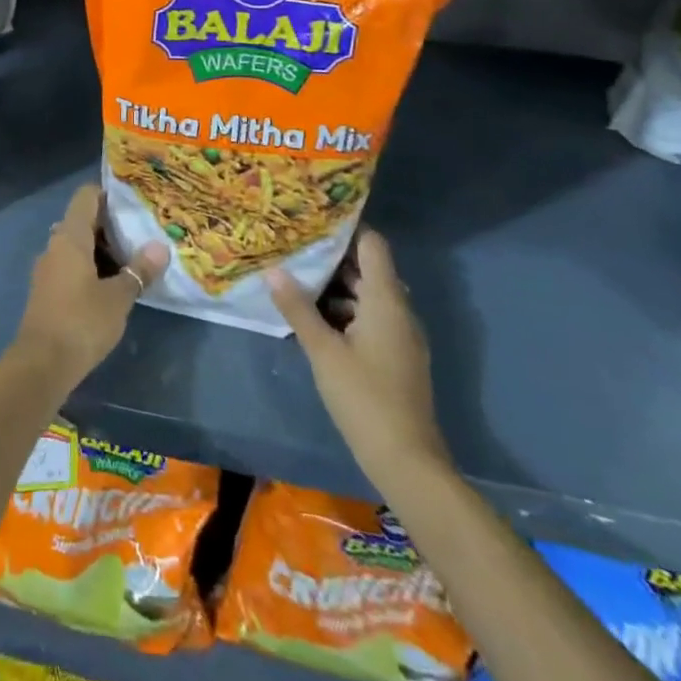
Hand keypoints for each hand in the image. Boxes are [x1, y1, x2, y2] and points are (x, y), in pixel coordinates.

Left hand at [14, 183, 168, 393]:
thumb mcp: (118, 297)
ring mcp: (48, 269)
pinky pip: (71, 266)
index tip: (134, 203)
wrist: (41, 365)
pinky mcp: (47, 291)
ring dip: (102, 250)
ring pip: (77, 246)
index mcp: (70, 237)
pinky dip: (91, 268)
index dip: (109, 194)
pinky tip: (112, 285)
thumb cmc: (81, 322)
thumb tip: (160, 247)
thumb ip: (139, 270)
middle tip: (142, 234)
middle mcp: (55, 246)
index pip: (86, 196)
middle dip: (111, 226)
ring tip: (133, 260)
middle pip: (83, 221)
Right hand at [268, 227, 450, 485]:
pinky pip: (370, 319)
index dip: (346, 228)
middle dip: (332, 258)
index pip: (372, 244)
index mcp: (386, 299)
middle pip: (368, 269)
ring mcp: (400, 335)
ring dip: (336, 288)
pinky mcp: (396, 357)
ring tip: (296, 279)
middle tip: (295, 247)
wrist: (407, 461)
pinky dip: (345, 312)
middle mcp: (398, 310)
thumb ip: (298, 308)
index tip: (313, 219)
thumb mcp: (323, 351)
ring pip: (367, 296)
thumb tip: (273, 269)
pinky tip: (314, 320)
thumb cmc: (364, 397)